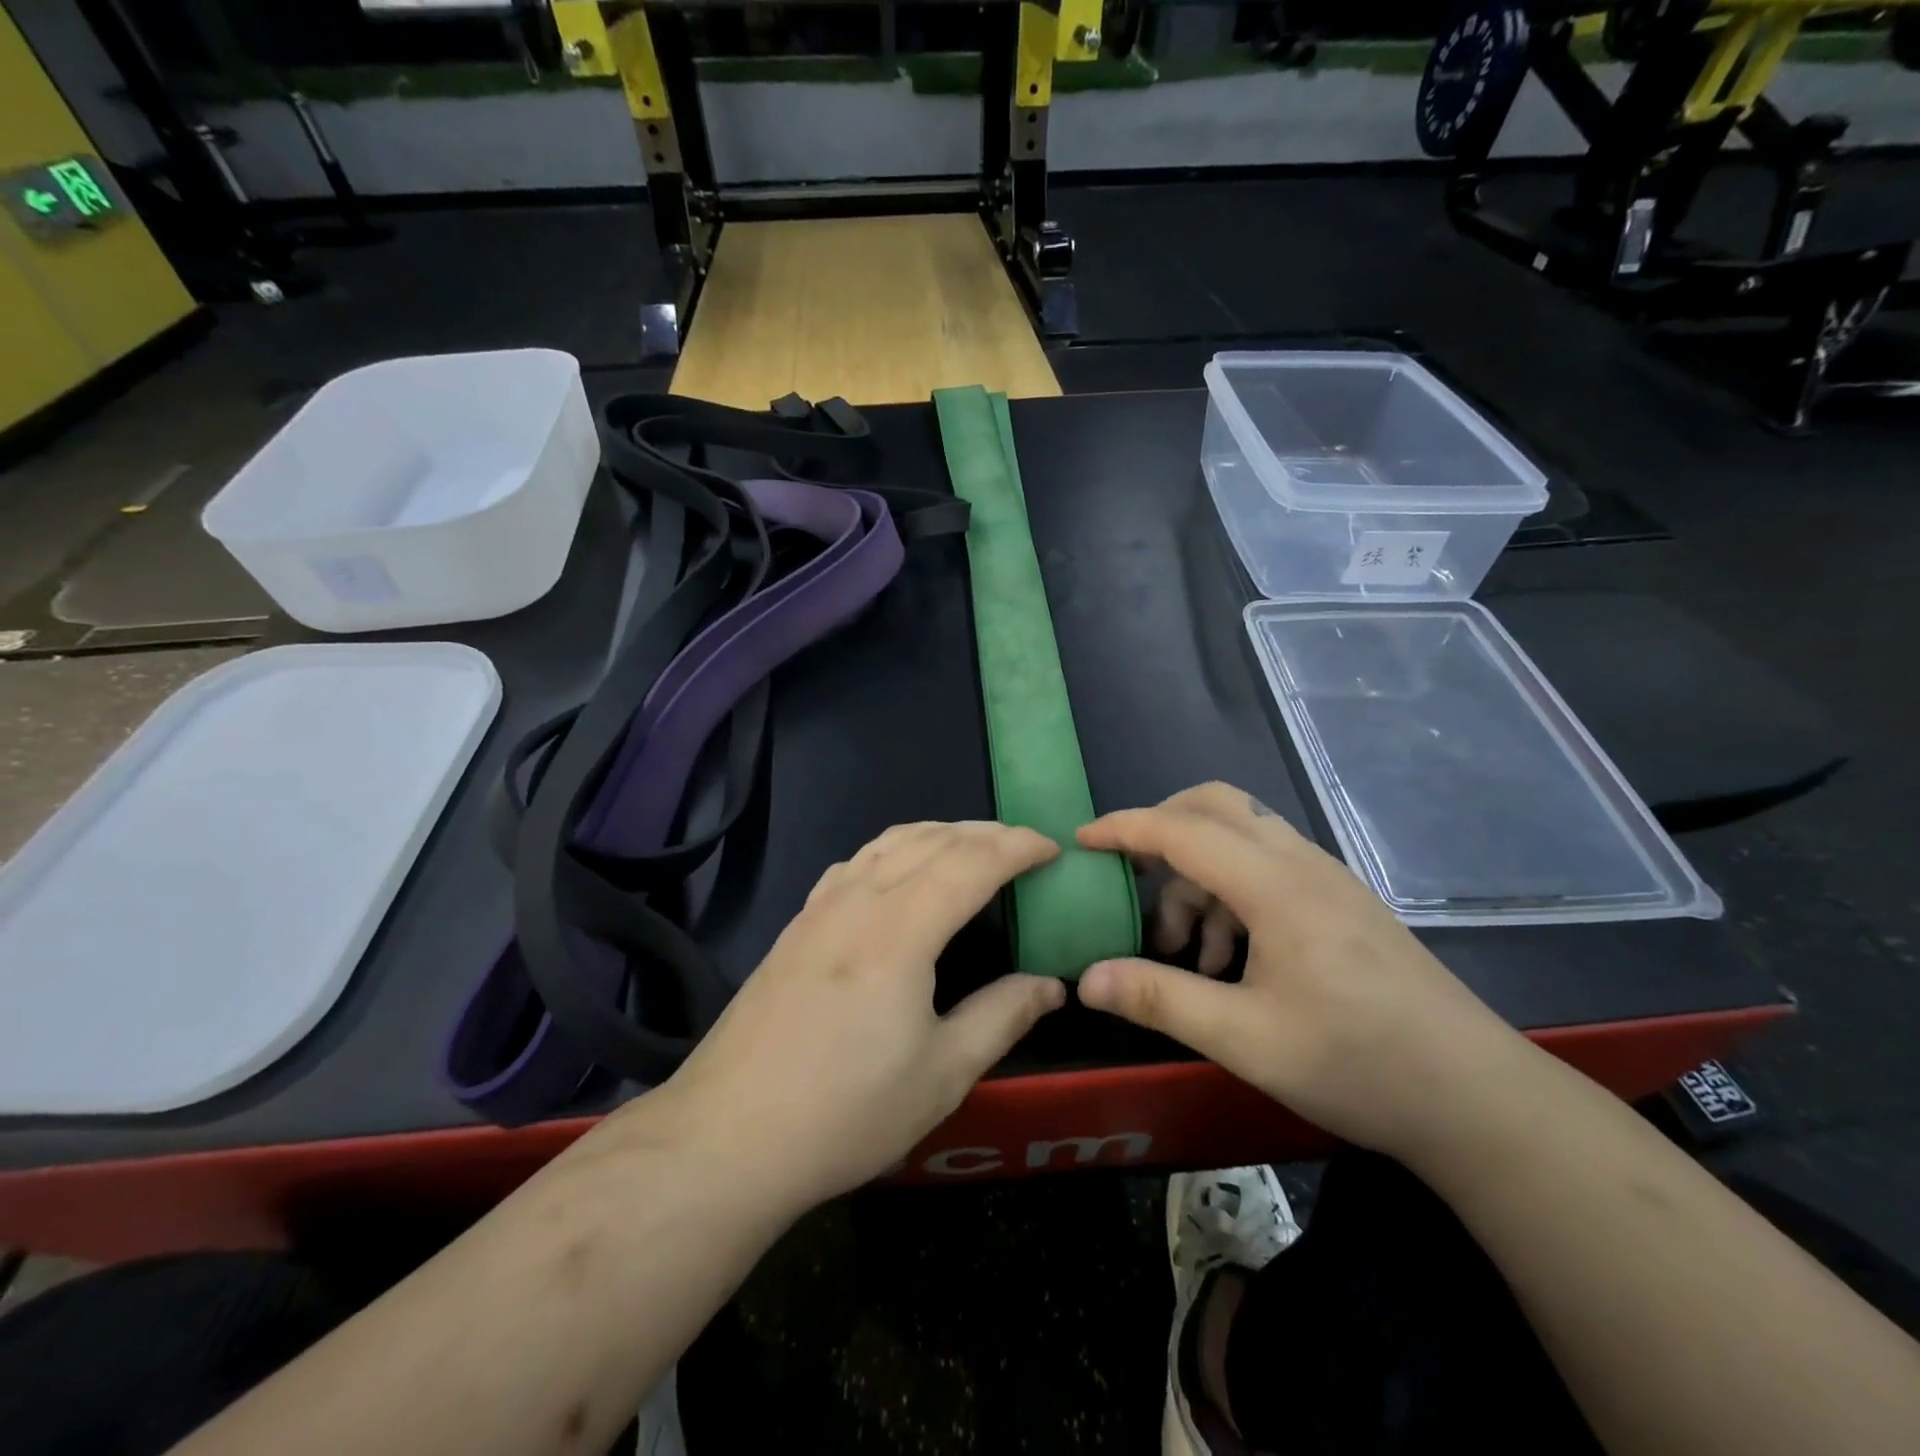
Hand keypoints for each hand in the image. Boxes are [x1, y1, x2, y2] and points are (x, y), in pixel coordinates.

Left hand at [643, 821, 1067, 1211]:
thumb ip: (1002, 1017)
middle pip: (930, 840)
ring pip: (888, 842)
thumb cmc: (845, 1111)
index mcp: (899, 930)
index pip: (970, 862)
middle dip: (984, 833)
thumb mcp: (942, 1075)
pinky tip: (901, 870)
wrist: (728, 1136)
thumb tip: (1050, 985)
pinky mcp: (797, 925)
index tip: (1052, 848)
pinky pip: (857, 861)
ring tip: (973, 846)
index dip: (1017, 847)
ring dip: (939, 833)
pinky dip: (895, 848)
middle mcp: (858, 900)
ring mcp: (820, 908)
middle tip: (1024, 845)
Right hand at [1075, 783, 1521, 1158]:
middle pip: (1216, 806)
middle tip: (1130, 876)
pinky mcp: (1341, 902)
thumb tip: (1086, 978)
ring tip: (1183, 951)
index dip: (1124, 828)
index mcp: (1275, 885)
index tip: (1079, 842)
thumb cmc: (1358, 1063)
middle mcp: (1300, 864)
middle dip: (1161, 828)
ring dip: (1196, 874)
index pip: (1182, 829)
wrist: (1477, 1097)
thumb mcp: (1245, 1039)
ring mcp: (1327, 879)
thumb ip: (1161, 999)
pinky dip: (1229, 892)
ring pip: (1240, 837)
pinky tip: (1229, 961)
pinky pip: (1267, 867)